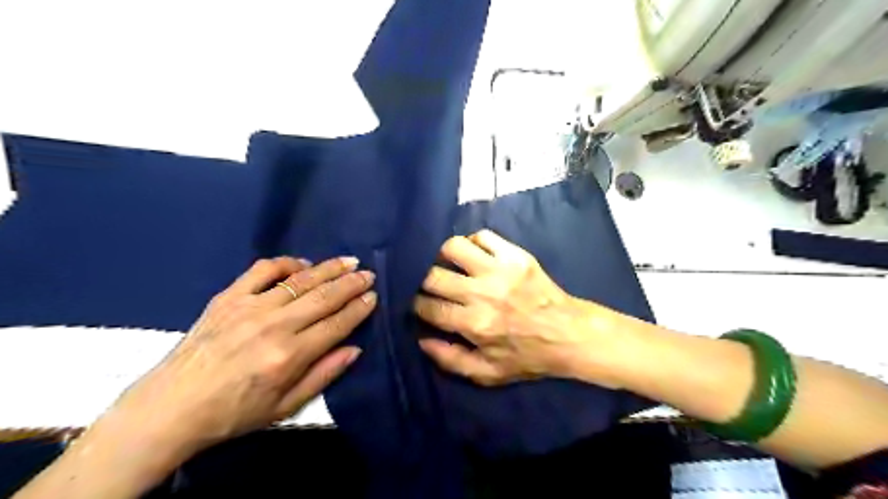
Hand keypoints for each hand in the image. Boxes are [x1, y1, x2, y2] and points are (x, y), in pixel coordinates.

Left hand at [109, 260, 375, 458]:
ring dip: (328, 268)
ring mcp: (249, 307)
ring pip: (300, 280)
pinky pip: (262, 270)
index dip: (358, 309)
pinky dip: (286, 263)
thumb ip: (324, 376)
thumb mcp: (285, 407)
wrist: (170, 408)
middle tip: (369, 274)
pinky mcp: (228, 297)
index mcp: (289, 356)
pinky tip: (302, 264)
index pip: (336, 324)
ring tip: (349, 261)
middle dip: (351, 283)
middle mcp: (274, 326)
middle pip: (324, 297)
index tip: (373, 297)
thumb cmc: (233, 412)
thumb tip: (355, 349)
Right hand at [413, 233, 619, 388]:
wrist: (569, 334)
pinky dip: (473, 243)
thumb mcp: (488, 374)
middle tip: (433, 287)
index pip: (429, 307)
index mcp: (474, 324)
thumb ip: (450, 360)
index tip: (421, 305)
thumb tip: (422, 340)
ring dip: (445, 257)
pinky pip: (483, 236)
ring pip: (454, 247)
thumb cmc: (528, 356)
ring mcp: (500, 270)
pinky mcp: (515, 255)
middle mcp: (483, 293)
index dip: (418, 305)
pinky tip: (475, 256)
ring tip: (451, 266)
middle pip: (434, 276)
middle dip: (425, 282)